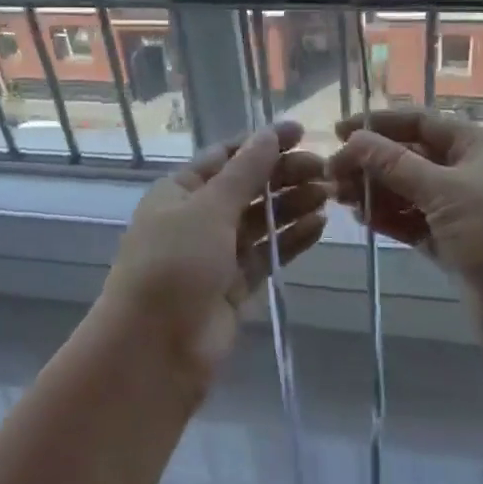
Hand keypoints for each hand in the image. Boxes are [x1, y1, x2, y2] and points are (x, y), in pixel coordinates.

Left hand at [101, 121, 327, 385]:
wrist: (153, 350)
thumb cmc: (173, 265)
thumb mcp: (208, 208)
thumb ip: (244, 172)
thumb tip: (269, 133)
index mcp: (179, 191)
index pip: (225, 156)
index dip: (261, 143)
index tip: (301, 133)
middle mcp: (196, 218)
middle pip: (246, 187)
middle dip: (283, 175)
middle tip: (325, 169)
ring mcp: (215, 254)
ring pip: (260, 221)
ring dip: (292, 206)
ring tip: (329, 195)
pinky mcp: (233, 287)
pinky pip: (266, 254)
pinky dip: (291, 240)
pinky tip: (320, 226)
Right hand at [329, 108, 482, 374]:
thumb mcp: (446, 192)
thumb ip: (395, 164)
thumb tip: (354, 139)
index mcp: (474, 147)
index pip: (418, 122)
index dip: (378, 124)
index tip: (337, 133)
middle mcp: (466, 173)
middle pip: (408, 156)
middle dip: (371, 161)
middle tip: (331, 175)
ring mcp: (459, 211)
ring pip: (407, 190)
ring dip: (374, 190)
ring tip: (339, 197)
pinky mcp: (452, 245)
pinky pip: (412, 221)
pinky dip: (388, 217)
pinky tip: (361, 218)